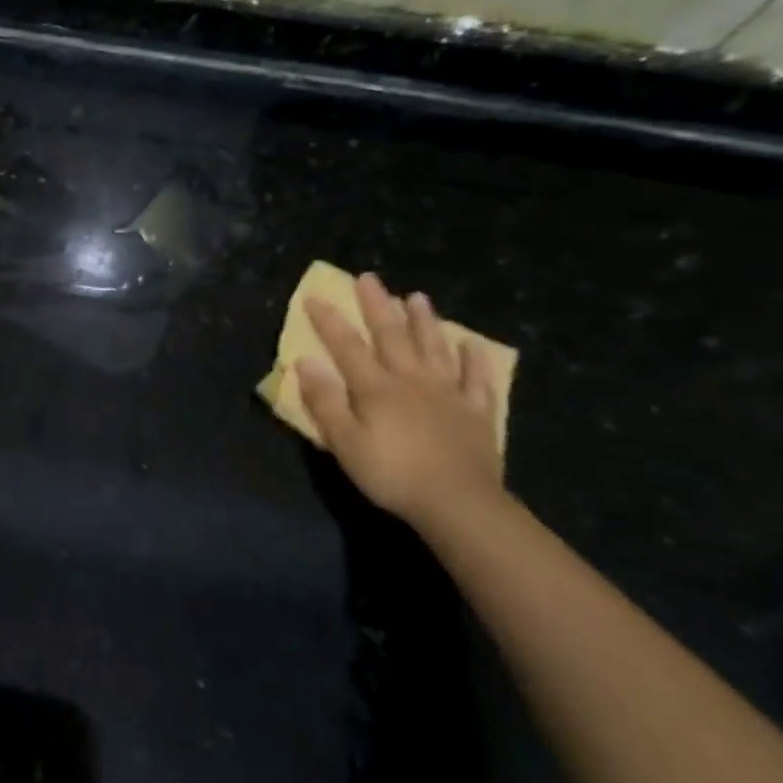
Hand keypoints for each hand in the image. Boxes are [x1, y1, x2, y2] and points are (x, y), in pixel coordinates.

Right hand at [295, 271, 504, 531]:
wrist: (459, 503)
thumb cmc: (392, 474)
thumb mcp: (344, 442)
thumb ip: (325, 400)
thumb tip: (305, 361)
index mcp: (376, 387)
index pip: (347, 346)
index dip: (329, 321)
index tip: (315, 296)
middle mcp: (411, 380)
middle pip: (392, 336)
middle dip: (377, 306)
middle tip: (369, 278)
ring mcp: (448, 394)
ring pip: (434, 348)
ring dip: (424, 322)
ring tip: (417, 297)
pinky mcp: (476, 413)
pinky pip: (477, 380)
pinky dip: (475, 360)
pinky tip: (472, 346)